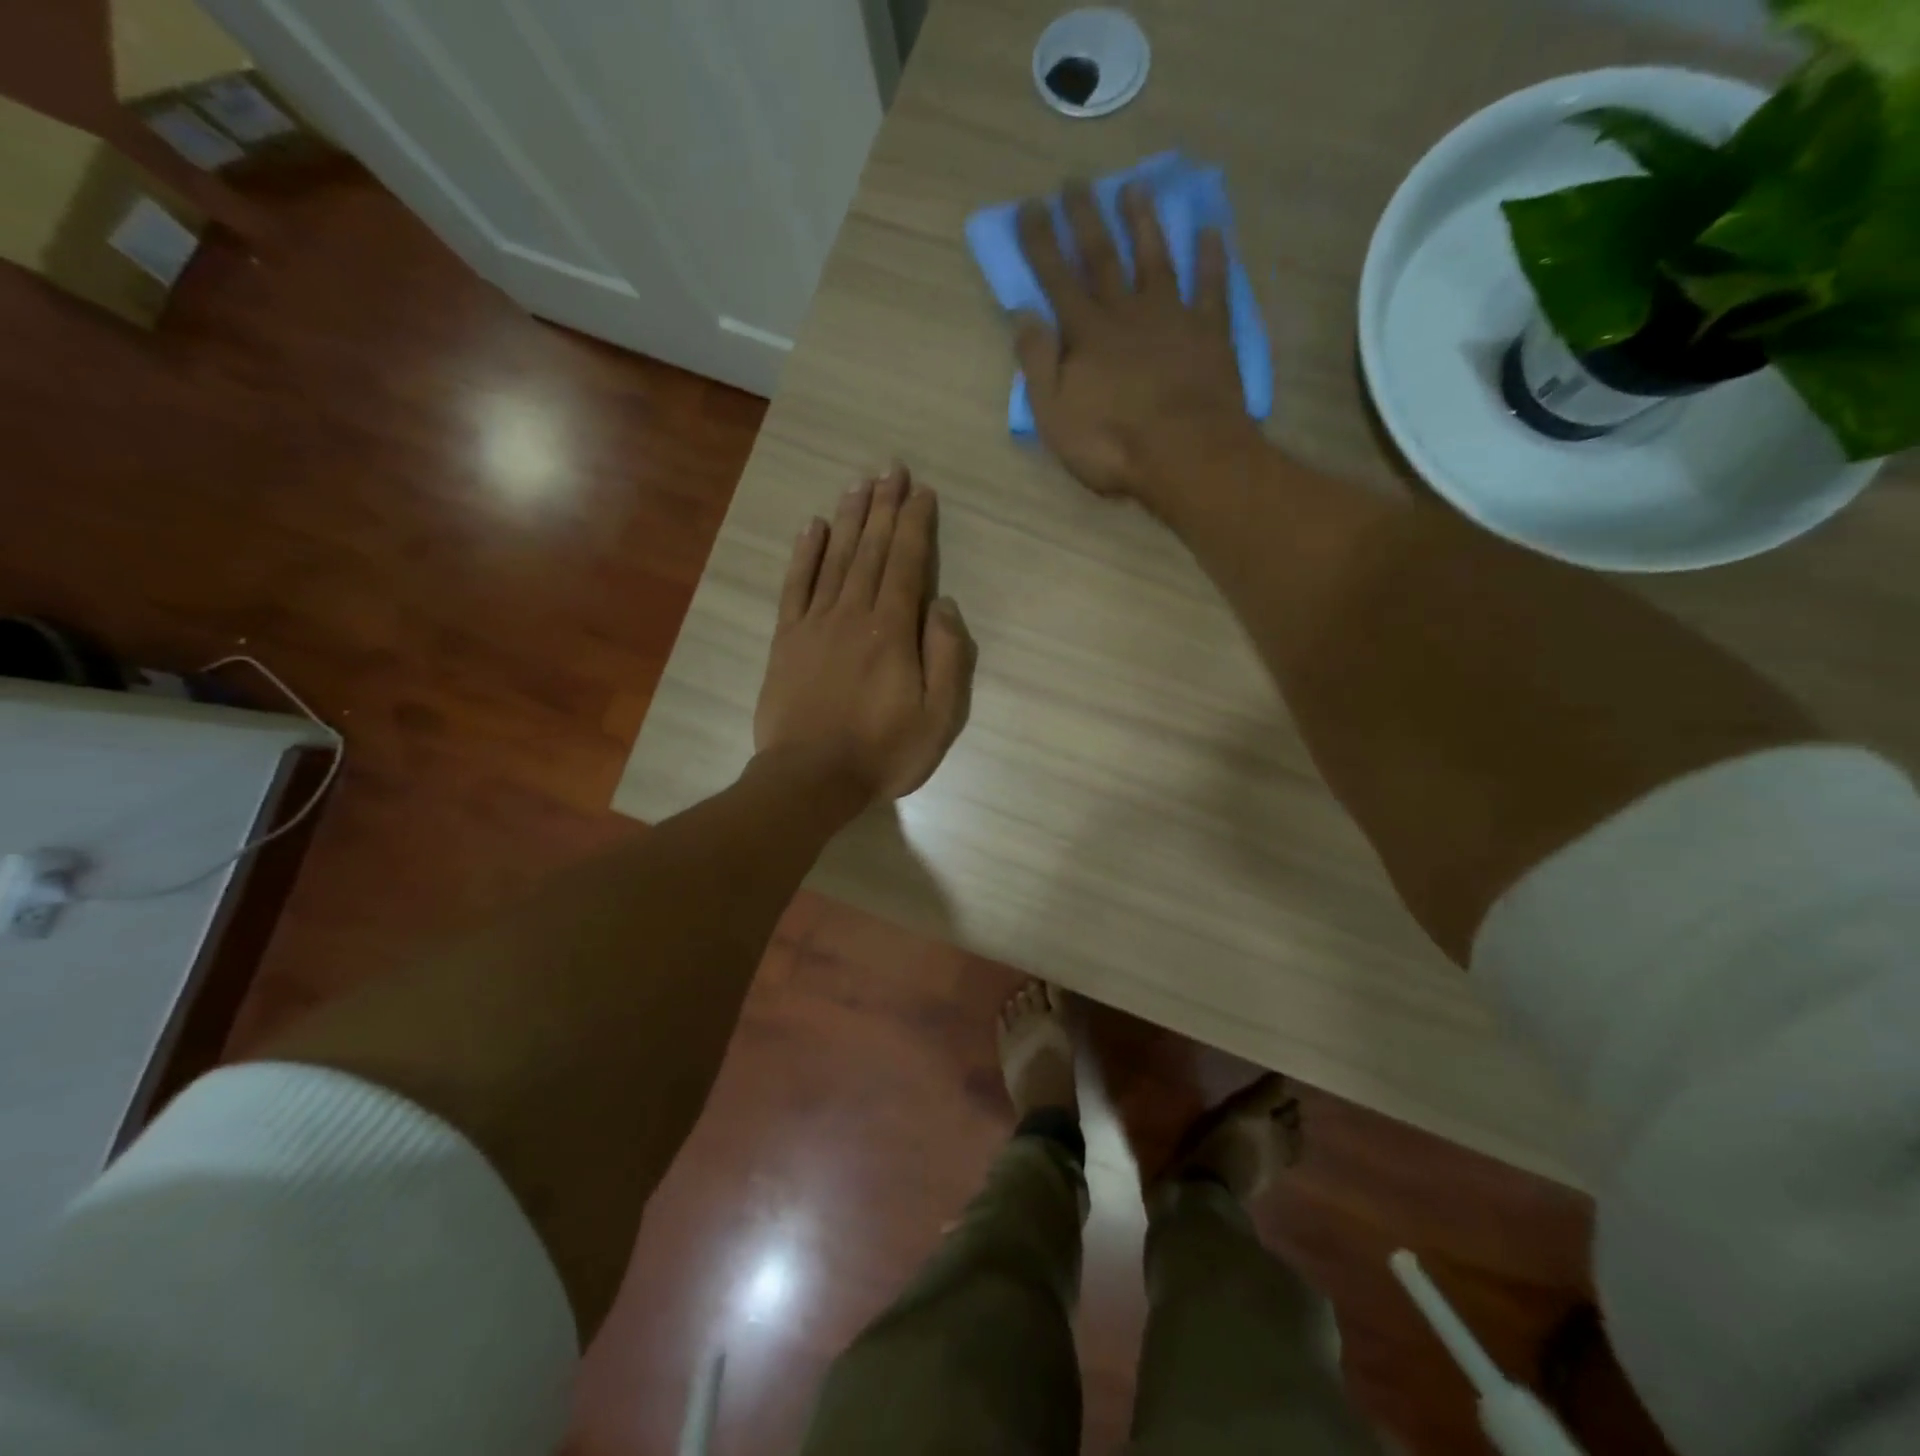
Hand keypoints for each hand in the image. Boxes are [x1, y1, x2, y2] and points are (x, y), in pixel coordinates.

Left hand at [753, 466, 976, 809]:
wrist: (809, 779)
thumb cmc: (882, 752)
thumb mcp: (938, 717)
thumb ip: (946, 657)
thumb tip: (943, 604)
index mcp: (893, 630)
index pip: (908, 564)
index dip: (916, 525)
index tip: (922, 492)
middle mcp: (853, 614)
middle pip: (872, 550)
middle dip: (884, 507)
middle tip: (891, 468)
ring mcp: (814, 623)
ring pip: (836, 558)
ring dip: (850, 518)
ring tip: (860, 484)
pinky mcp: (786, 639)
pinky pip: (795, 586)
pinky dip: (805, 553)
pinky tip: (813, 527)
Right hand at [1015, 182, 1262, 512]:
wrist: (1185, 454)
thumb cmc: (1112, 444)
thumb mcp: (1056, 415)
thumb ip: (1038, 362)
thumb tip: (1024, 314)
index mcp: (1086, 335)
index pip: (1057, 279)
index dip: (1041, 242)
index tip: (1030, 206)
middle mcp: (1126, 313)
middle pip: (1103, 258)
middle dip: (1086, 219)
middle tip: (1075, 181)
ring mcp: (1172, 318)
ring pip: (1155, 260)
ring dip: (1143, 224)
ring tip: (1134, 188)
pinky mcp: (1210, 332)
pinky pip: (1211, 286)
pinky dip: (1211, 257)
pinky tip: (1211, 230)